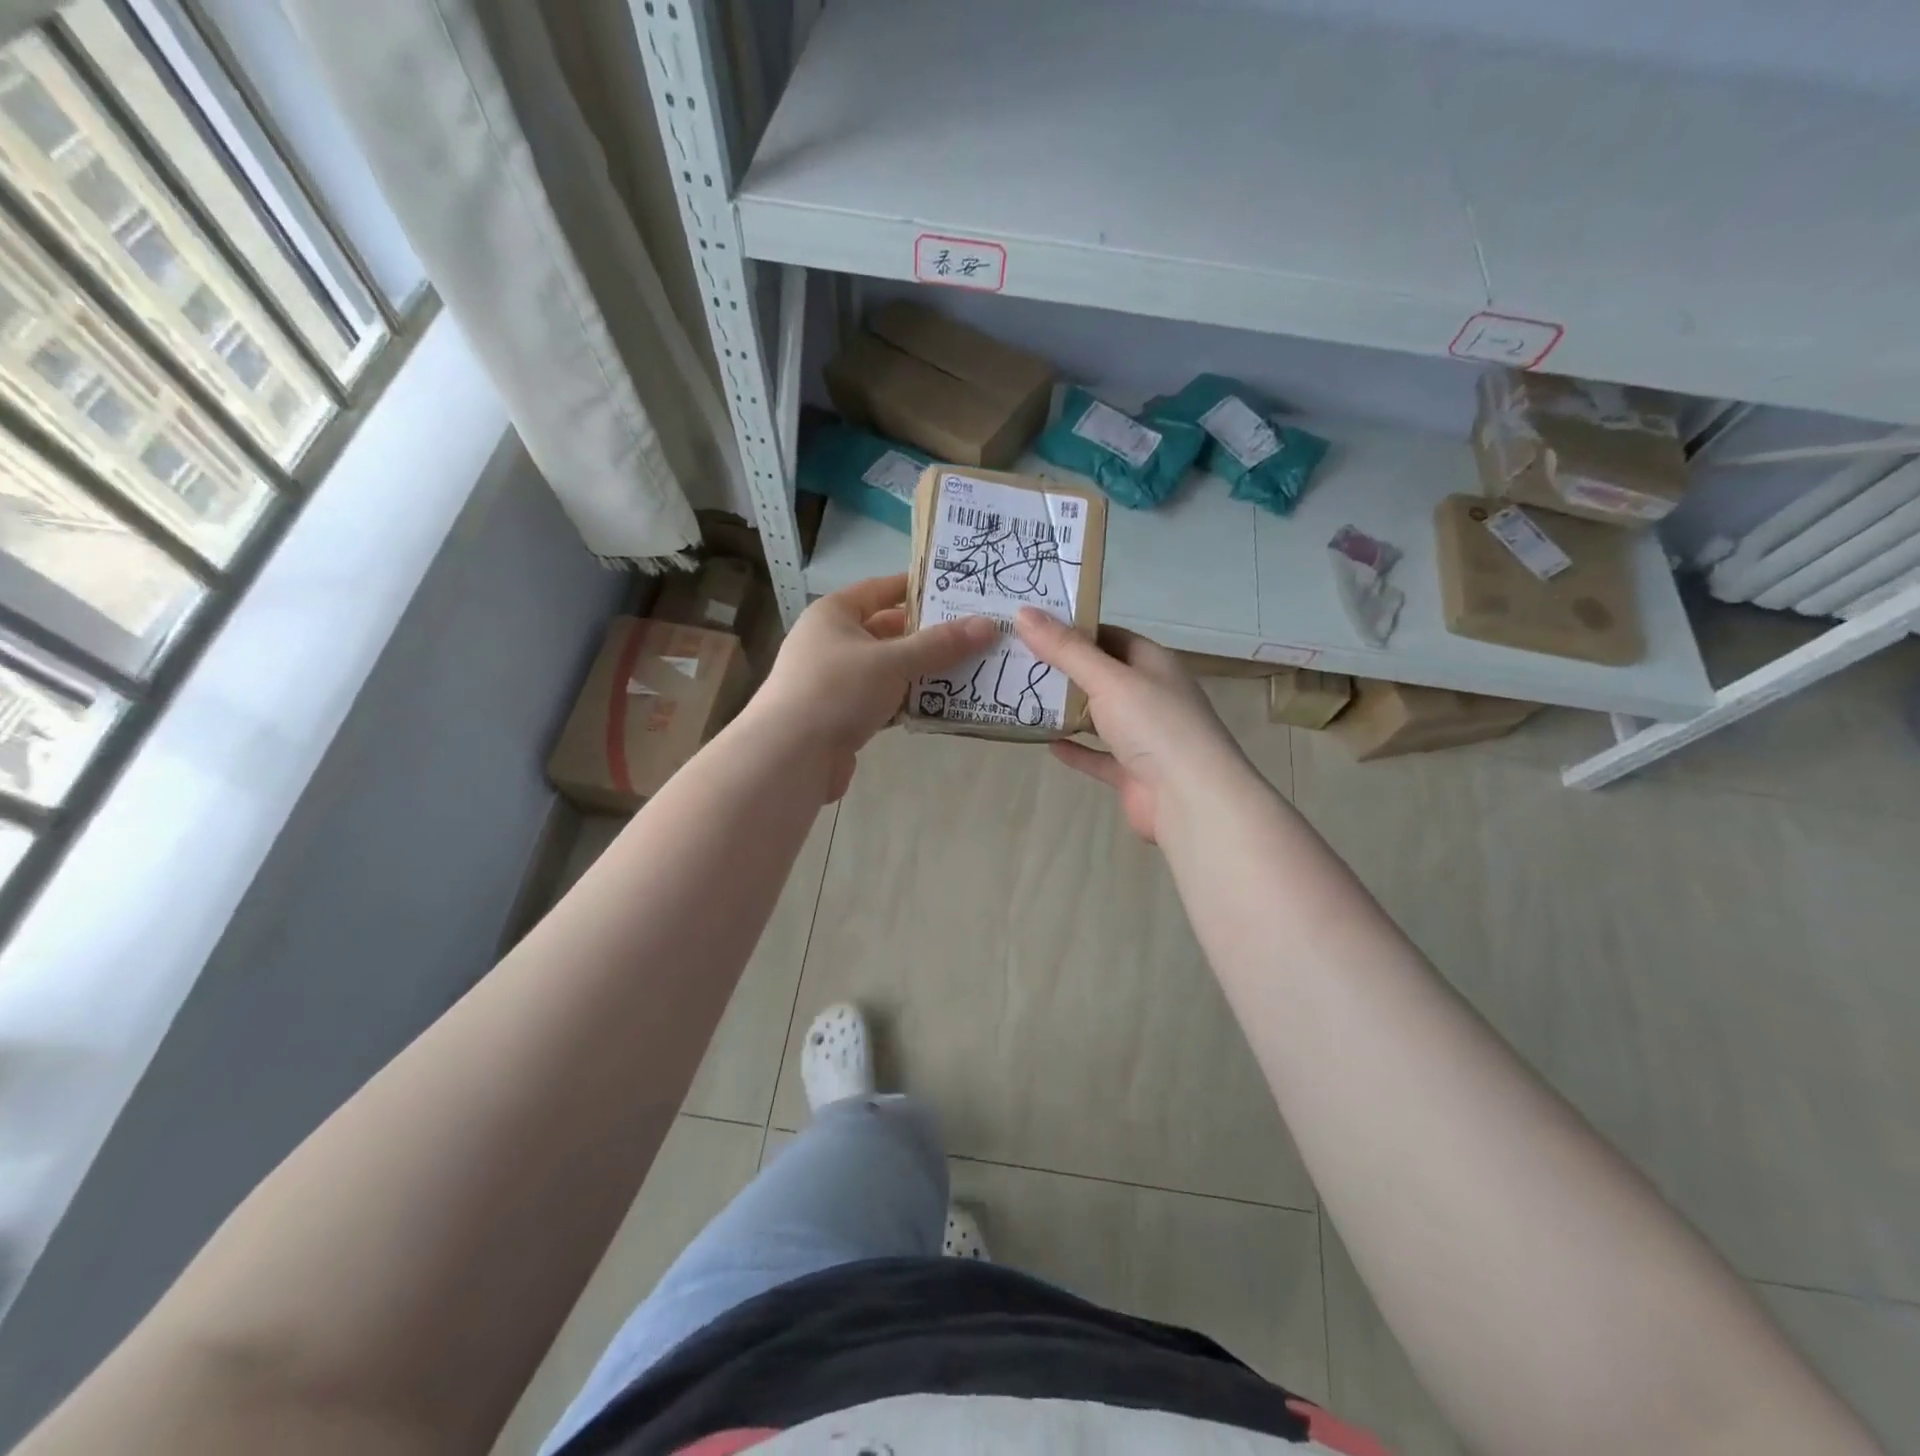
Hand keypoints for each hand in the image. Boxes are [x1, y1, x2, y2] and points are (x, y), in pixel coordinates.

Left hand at [757, 573, 996, 801]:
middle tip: (976, 634)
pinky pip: (884, 701)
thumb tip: (988, 625)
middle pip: (888, 631)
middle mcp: (832, 642)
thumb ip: (940, 645)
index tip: (957, 589)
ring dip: (924, 672)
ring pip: (889, 669)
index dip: (917, 588)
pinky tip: (942, 706)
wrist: (790, 756)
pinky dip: (909, 702)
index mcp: (834, 614)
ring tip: (971, 669)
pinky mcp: (842, 716)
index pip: (881, 589)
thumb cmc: (837, 690)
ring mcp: (836, 681)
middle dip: (929, 636)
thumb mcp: (892, 661)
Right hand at [1015, 608, 1247, 843]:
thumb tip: (1023, 612)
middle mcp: (1151, 695)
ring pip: (1099, 716)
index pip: (1110, 636)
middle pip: (1102, 675)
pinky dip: (1076, 749)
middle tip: (1016, 660)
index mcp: (1153, 663)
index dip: (1074, 629)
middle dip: (1063, 669)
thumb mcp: (1108, 679)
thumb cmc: (1154, 725)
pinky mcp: (1133, 772)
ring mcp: (1144, 736)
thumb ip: (1066, 649)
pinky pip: (1098, 755)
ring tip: (1023, 697)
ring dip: (1067, 710)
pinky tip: (1048, 743)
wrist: (1190, 800)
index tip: (1033, 625)